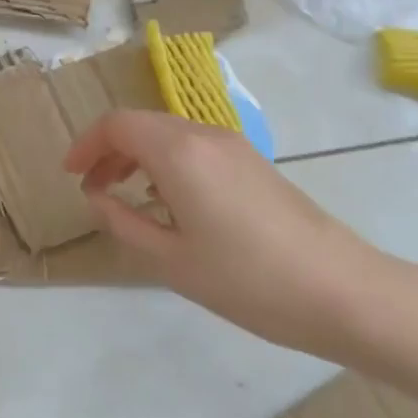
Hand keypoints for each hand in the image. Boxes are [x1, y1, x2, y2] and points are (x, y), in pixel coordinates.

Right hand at [64, 110, 396, 358]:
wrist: (346, 293)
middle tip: (92, 187)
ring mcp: (233, 146)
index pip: (116, 124)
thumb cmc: (249, 280)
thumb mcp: (170, 260)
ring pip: (167, 132)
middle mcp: (204, 135)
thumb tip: (96, 198)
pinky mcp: (253, 162)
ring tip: (125, 194)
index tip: (71, 175)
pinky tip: (170, 201)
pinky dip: (166, 160)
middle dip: (108, 149)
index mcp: (178, 152)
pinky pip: (193, 145)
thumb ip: (123, 222)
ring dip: (137, 154)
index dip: (86, 144)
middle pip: (140, 123)